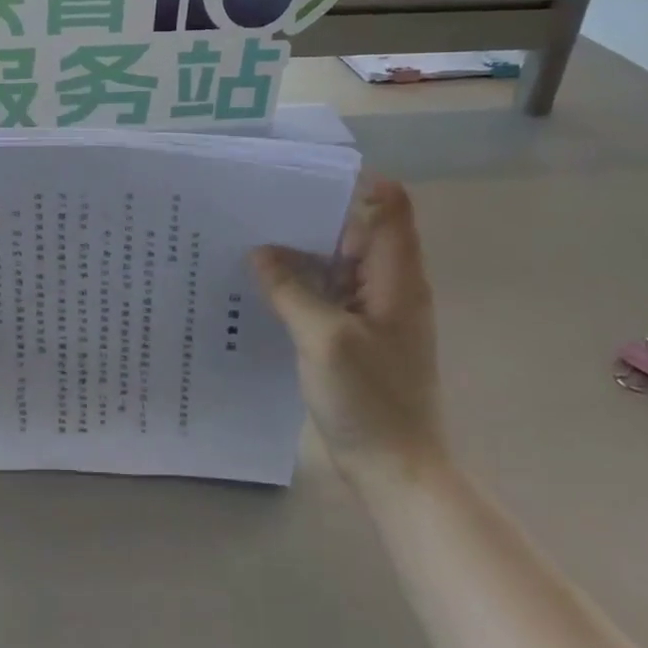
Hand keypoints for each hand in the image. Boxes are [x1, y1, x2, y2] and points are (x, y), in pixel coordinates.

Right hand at [252, 178, 444, 481]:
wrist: (395, 469)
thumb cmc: (370, 399)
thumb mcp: (324, 338)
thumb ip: (291, 289)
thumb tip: (261, 252)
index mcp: (397, 278)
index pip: (390, 208)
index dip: (356, 184)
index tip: (304, 178)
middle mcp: (389, 287)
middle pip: (356, 232)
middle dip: (312, 216)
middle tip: (258, 206)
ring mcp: (373, 313)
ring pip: (337, 265)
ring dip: (301, 253)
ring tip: (250, 239)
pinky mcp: (355, 336)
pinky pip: (328, 295)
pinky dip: (301, 285)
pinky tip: (263, 287)